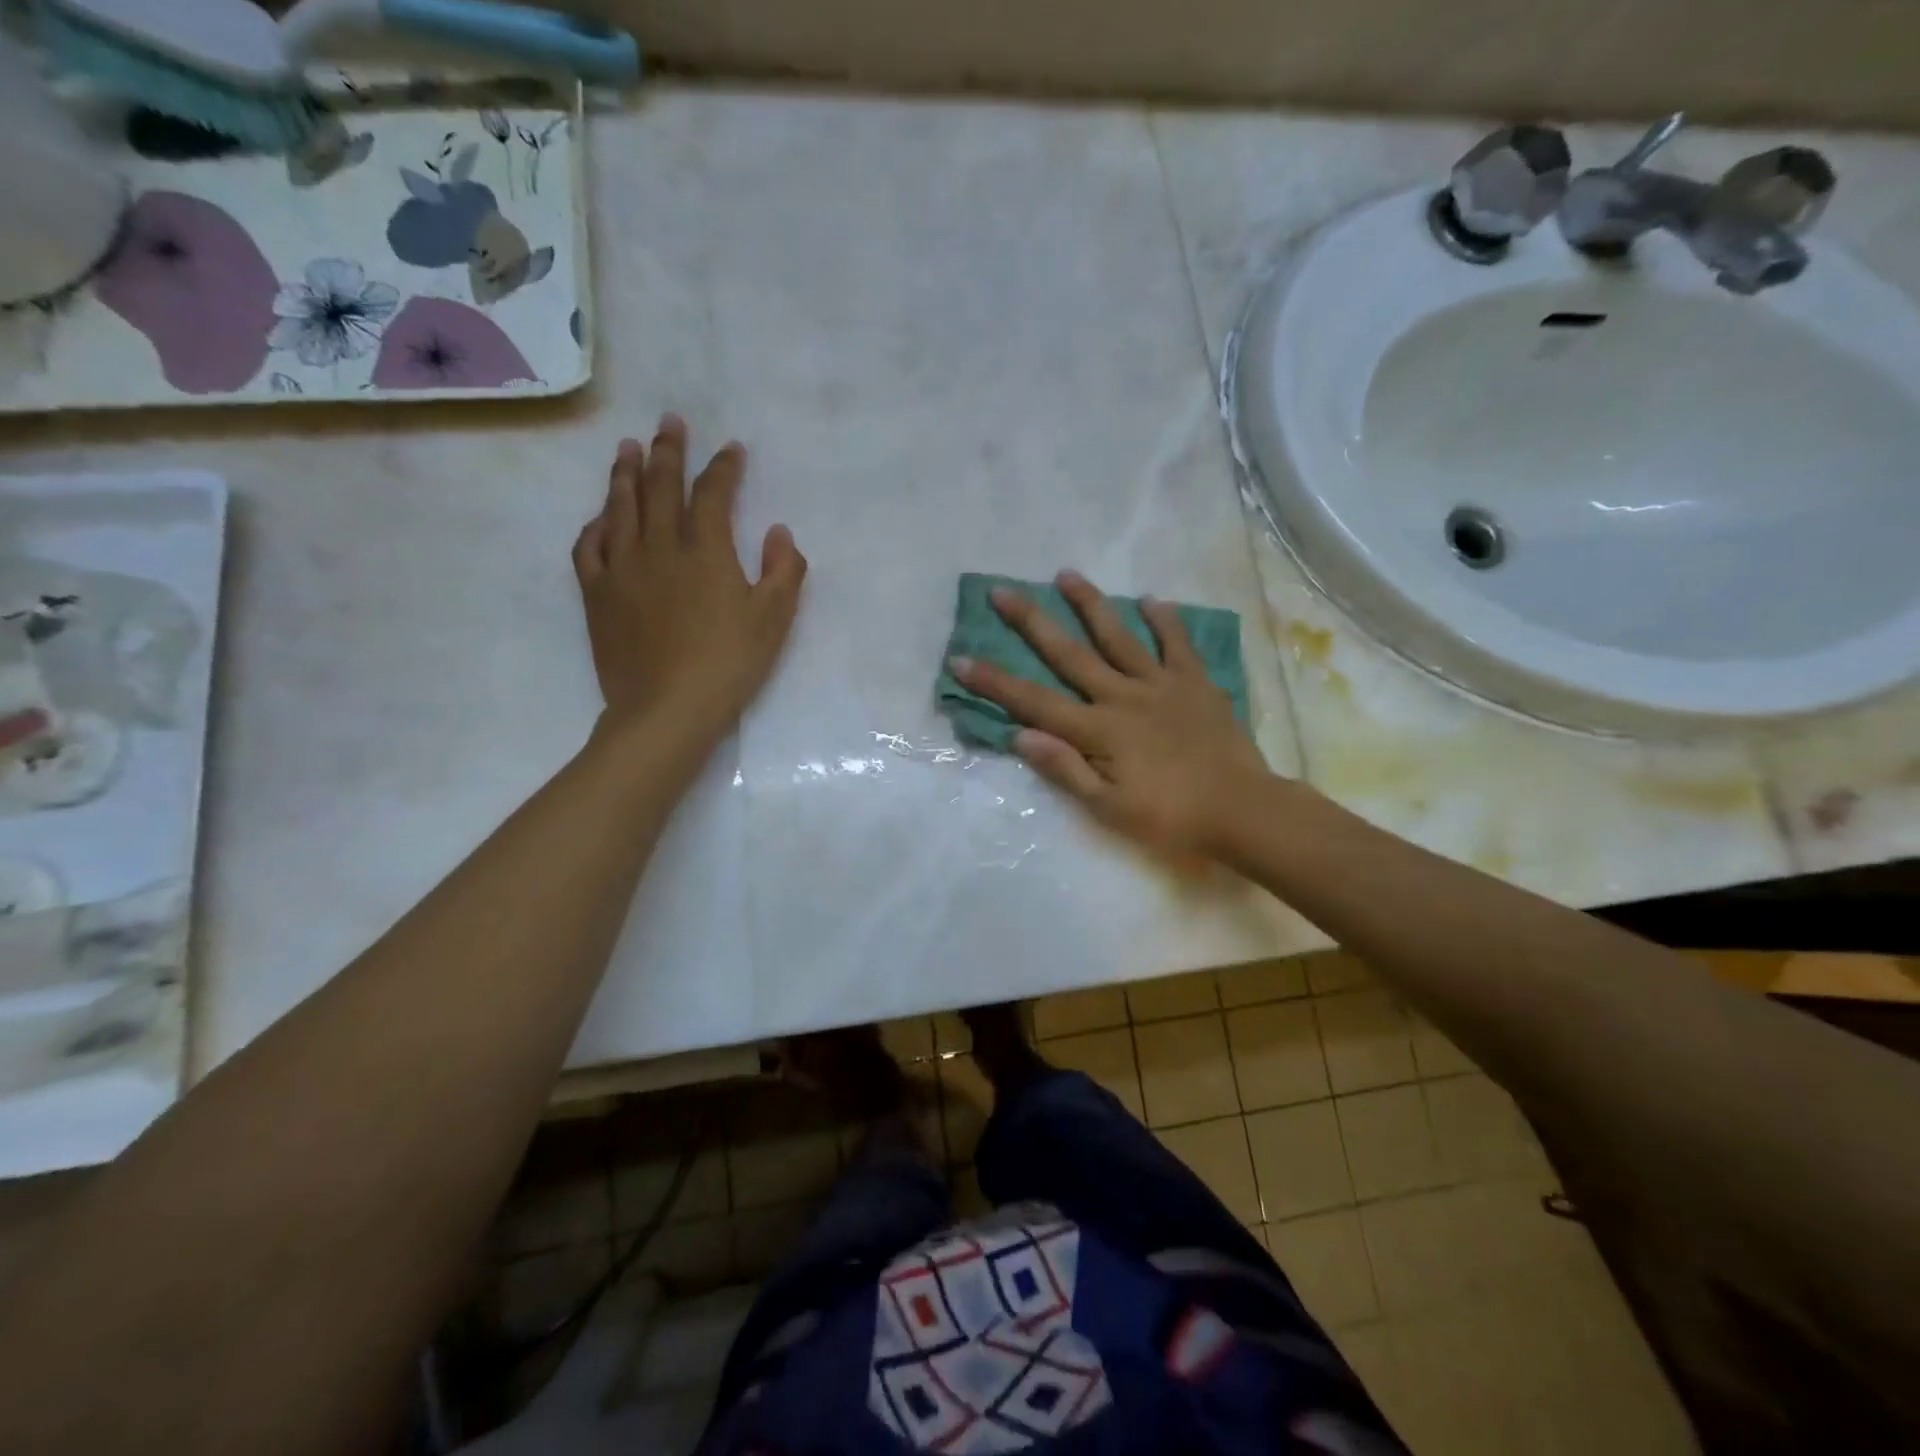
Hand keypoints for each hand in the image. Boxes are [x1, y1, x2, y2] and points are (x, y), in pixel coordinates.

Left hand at [573, 415, 805, 746]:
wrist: (667, 709)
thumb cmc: (729, 665)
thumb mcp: (774, 620)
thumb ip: (784, 571)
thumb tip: (779, 532)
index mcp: (706, 550)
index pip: (713, 493)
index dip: (723, 467)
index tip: (731, 448)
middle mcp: (659, 546)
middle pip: (660, 486)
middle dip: (668, 450)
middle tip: (669, 421)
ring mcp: (622, 568)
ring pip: (620, 506)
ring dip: (625, 473)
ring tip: (627, 447)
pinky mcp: (597, 594)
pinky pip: (589, 546)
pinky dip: (595, 524)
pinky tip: (600, 516)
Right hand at [949, 572, 1268, 859]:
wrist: (1243, 810)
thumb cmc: (1171, 818)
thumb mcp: (1109, 809)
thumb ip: (1065, 769)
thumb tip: (1019, 735)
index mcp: (1098, 731)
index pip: (1034, 702)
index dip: (995, 682)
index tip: (961, 658)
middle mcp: (1122, 697)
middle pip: (1069, 654)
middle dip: (1032, 623)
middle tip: (1003, 592)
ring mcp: (1160, 685)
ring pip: (1119, 637)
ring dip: (1090, 605)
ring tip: (1066, 574)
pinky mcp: (1195, 683)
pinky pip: (1177, 644)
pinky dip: (1165, 620)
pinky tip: (1151, 599)